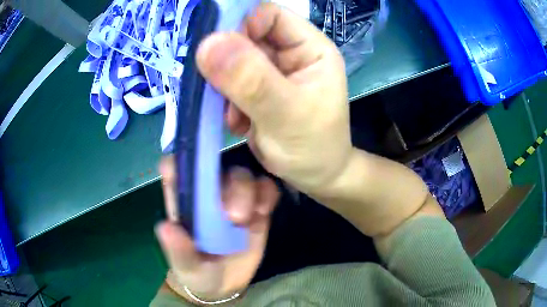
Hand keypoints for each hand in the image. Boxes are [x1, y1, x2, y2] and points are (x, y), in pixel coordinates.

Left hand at [156, 156, 279, 302]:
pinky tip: (262, 212)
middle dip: (223, 184)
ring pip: (241, 175)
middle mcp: (206, 193)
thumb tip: (166, 228)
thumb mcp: (186, 267)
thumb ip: (178, 251)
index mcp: (182, 201)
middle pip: (214, 167)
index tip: (189, 168)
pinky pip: (265, 189)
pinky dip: (266, 194)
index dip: (178, 162)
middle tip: (232, 216)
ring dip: (245, 190)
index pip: (174, 168)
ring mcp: (233, 197)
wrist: (225, 284)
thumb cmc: (197, 271)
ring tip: (245, 220)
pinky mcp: (255, 207)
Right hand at [197, 3, 350, 194]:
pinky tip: (237, 123)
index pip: (268, 15)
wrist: (316, 177)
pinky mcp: (256, 90)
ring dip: (224, 86)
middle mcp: (290, 52)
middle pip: (245, 36)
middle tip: (219, 89)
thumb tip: (209, 44)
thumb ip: (251, 80)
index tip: (216, 50)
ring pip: (232, 60)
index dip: (240, 24)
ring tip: (235, 114)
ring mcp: (271, 71)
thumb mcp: (286, 115)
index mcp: (310, 47)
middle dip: (228, 61)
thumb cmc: (314, 148)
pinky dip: (225, 101)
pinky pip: (228, 82)